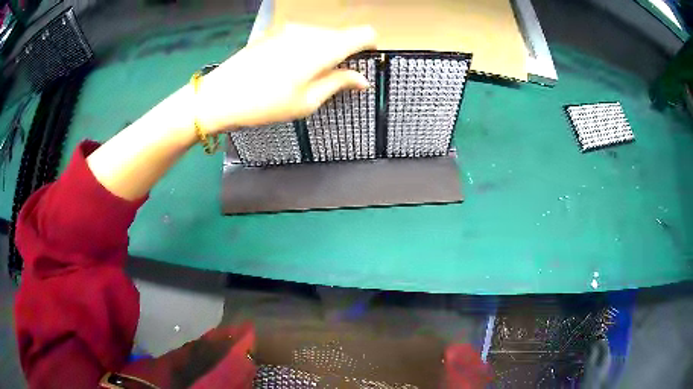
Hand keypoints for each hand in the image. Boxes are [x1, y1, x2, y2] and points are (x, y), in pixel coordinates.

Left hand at [196, 24, 376, 133]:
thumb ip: (339, 83)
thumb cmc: (264, 104)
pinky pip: (304, 36)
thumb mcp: (306, 102)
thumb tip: (363, 79)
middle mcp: (310, 31)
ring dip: (324, 53)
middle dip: (344, 54)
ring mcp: (291, 28)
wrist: (218, 96)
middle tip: (329, 81)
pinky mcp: (276, 31)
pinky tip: (288, 69)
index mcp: (323, 48)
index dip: (369, 47)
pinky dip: (307, 49)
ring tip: (304, 78)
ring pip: (323, 35)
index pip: (364, 33)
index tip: (362, 65)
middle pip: (343, 35)